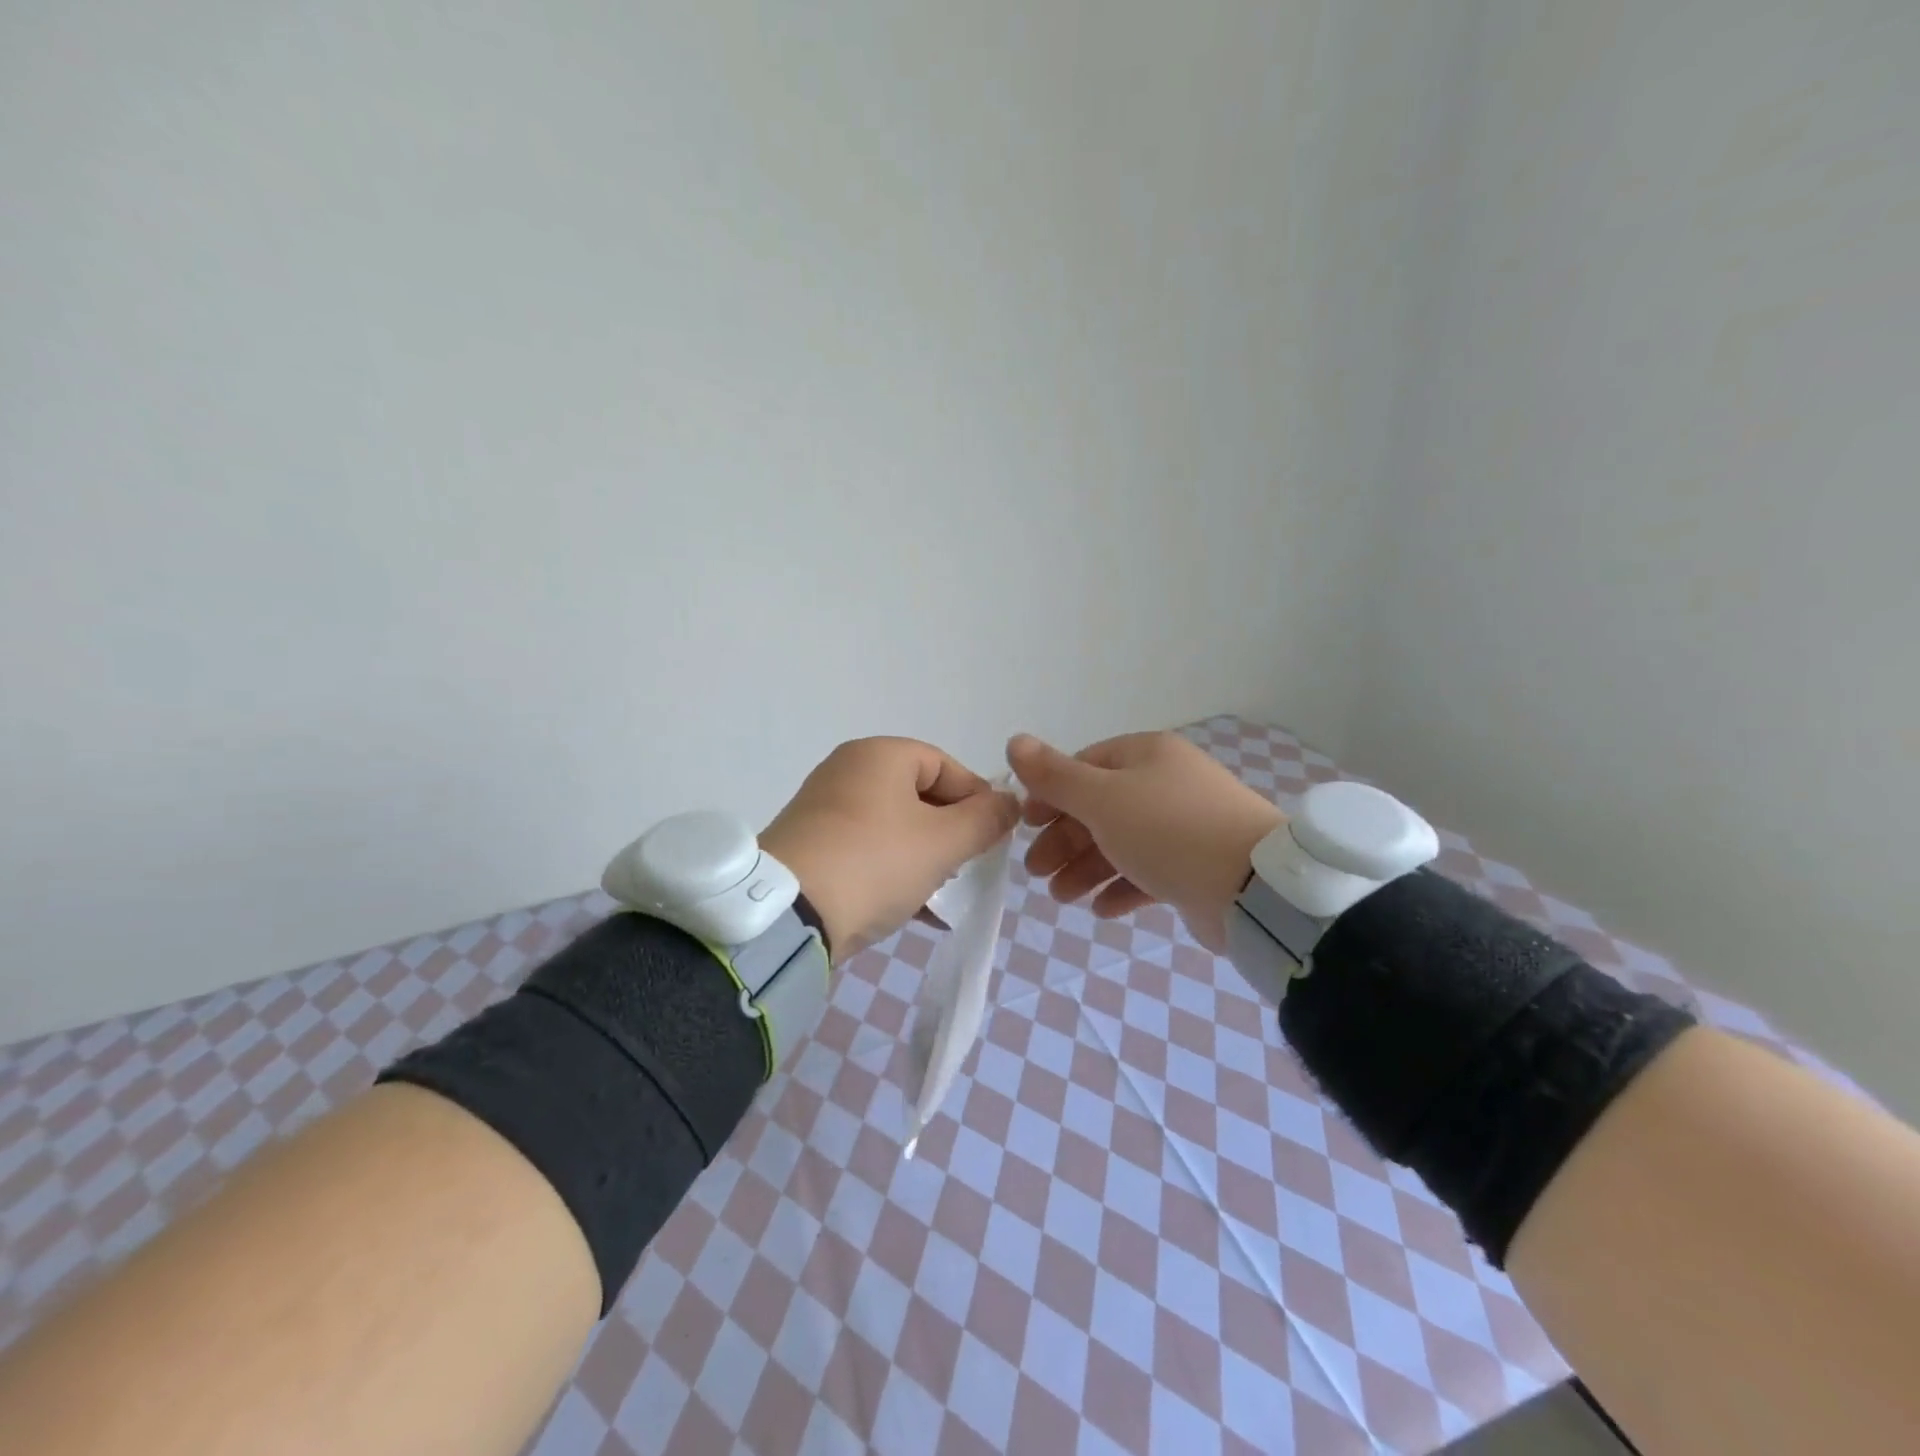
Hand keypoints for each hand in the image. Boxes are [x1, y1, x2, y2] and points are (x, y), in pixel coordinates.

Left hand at [761, 738, 1019, 961]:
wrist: (789, 914)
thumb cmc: (876, 862)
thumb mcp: (943, 842)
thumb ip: (985, 819)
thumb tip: (1009, 802)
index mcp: (880, 754)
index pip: (946, 765)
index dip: (978, 799)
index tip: (993, 837)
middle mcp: (848, 769)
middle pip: (919, 795)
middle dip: (950, 832)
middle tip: (966, 865)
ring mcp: (824, 807)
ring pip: (894, 825)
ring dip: (924, 855)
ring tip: (941, 892)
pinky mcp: (810, 843)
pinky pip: (866, 848)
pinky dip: (893, 869)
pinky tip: (913, 908)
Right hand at [1006, 731, 1284, 950]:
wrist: (1253, 887)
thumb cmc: (1167, 830)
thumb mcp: (1101, 798)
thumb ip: (1054, 775)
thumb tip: (1014, 740)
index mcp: (1146, 756)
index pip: (1086, 766)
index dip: (1051, 794)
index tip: (1027, 825)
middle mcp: (1167, 784)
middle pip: (1101, 808)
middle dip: (1065, 840)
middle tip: (1037, 872)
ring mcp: (1186, 827)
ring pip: (1123, 843)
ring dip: (1086, 868)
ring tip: (1061, 898)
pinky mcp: (1198, 867)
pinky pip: (1150, 873)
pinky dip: (1122, 888)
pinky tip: (1100, 910)